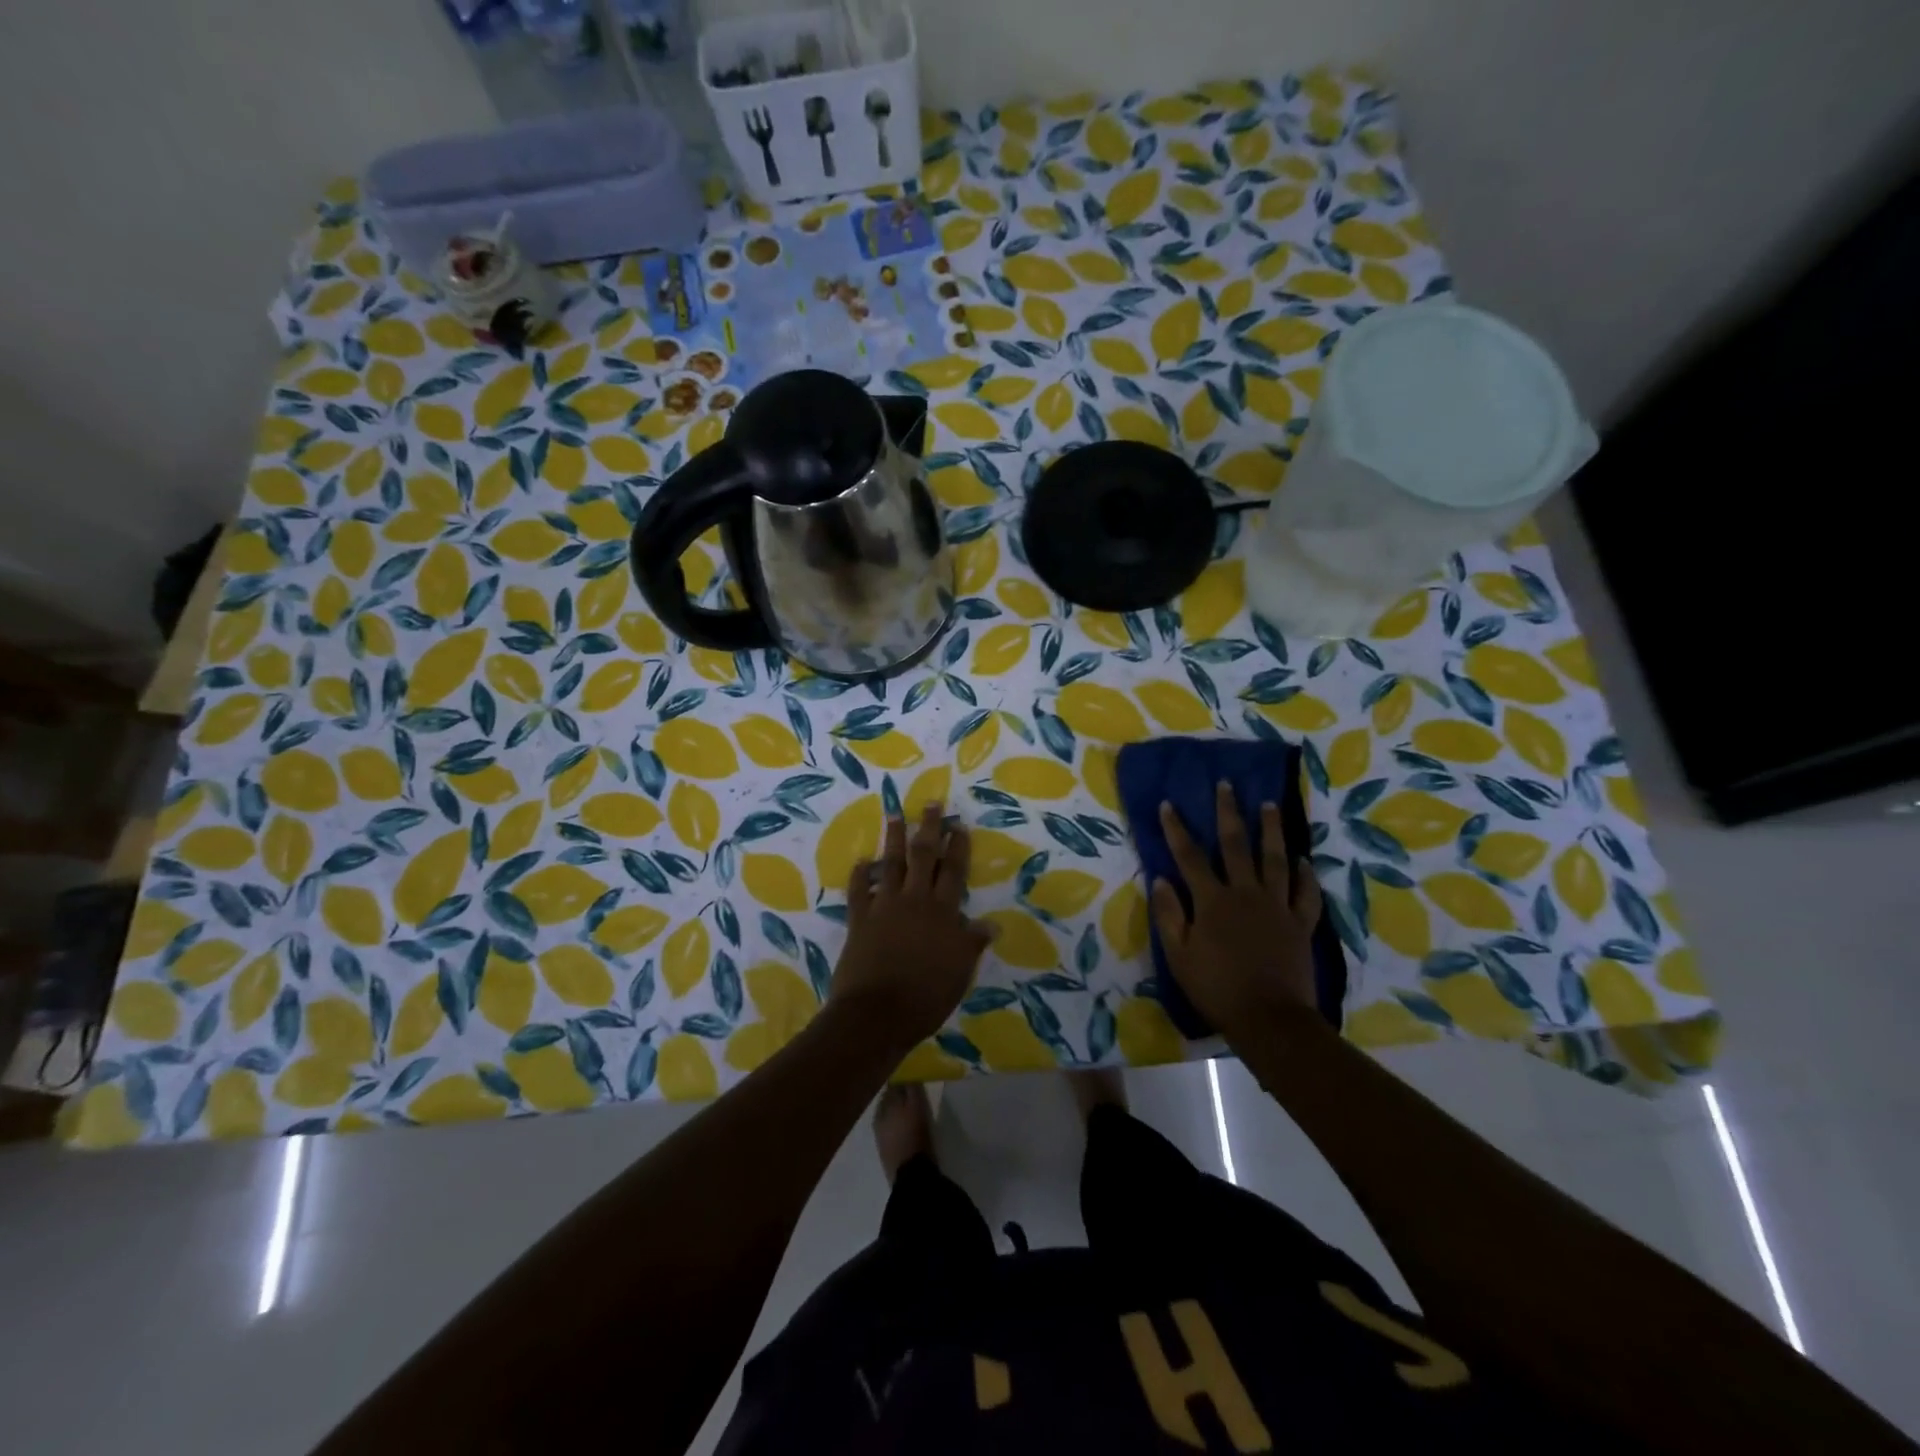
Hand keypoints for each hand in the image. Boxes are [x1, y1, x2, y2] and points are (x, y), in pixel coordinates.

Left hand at [831, 803, 992, 1051]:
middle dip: (928, 828)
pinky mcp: (859, 919)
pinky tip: (861, 861)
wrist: (876, 1013)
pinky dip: (860, 874)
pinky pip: (858, 890)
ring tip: (894, 815)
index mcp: (942, 912)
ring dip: (893, 839)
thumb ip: (971, 943)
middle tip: (931, 803)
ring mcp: (884, 907)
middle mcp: (914, 900)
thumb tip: (991, 923)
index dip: (957, 847)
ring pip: (890, 864)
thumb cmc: (926, 996)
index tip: (958, 824)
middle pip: (922, 857)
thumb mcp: (960, 972)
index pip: (953, 871)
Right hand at [1151, 782, 1324, 1037]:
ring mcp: (1277, 906)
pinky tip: (1304, 860)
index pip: (1189, 856)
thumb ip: (1170, 915)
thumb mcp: (1179, 955)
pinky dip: (1306, 875)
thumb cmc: (1217, 987)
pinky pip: (1305, 893)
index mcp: (1213, 901)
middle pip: (1236, 845)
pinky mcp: (1300, 924)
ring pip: (1276, 859)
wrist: (1269, 1018)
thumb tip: (1161, 879)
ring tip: (1270, 805)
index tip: (1168, 803)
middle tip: (1227, 785)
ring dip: (1272, 830)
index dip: (1177, 829)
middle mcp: (1246, 893)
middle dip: (1228, 812)